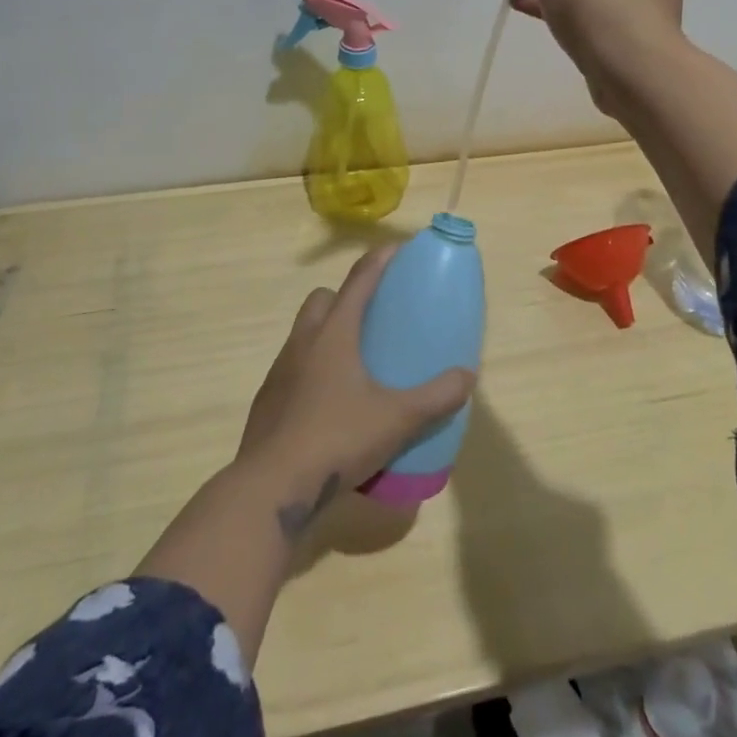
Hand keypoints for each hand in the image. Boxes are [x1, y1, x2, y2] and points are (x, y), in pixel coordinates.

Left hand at [237, 246, 475, 534]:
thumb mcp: (397, 419)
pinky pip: (294, 367)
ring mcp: (280, 370)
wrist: (270, 488)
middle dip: (347, 296)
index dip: (380, 260)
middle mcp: (303, 342)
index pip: (359, 281)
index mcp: (333, 334)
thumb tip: (468, 376)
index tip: (398, 248)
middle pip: (323, 299)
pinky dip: (314, 368)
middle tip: (375, 317)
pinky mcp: (268, 400)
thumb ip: (436, 397)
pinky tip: (333, 401)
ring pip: (305, 333)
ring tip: (357, 361)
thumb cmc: (336, 439)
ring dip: (328, 333)